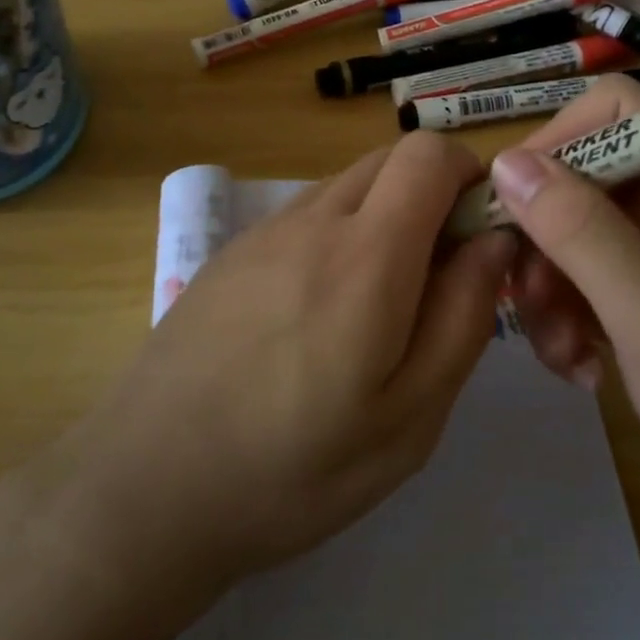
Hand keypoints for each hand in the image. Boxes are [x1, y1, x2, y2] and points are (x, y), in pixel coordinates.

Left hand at [42, 133, 516, 605]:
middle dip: (431, 197)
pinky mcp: (232, 252)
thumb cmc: (295, 467)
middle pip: (389, 159)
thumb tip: (493, 242)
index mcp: (366, 254)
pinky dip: (338, 235)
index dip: (469, 176)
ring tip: (375, 307)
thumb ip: (464, 317)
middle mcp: (313, 219)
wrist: (147, 486)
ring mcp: (264, 231)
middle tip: (435, 280)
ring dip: (383, 217)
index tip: (478, 237)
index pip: (428, 153)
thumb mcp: (411, 417)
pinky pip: (306, 215)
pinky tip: (316, 315)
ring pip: (348, 186)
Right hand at [489, 74, 639, 534]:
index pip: (612, 110)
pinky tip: (581, 369)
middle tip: (528, 301)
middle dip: (541, 241)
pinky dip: (563, 320)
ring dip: (547, 292)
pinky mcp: (637, 295)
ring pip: (563, 234)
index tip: (513, 203)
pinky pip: (574, 279)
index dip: (556, 141)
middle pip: (575, 178)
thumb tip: (504, 160)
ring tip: (563, 354)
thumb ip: (579, 229)